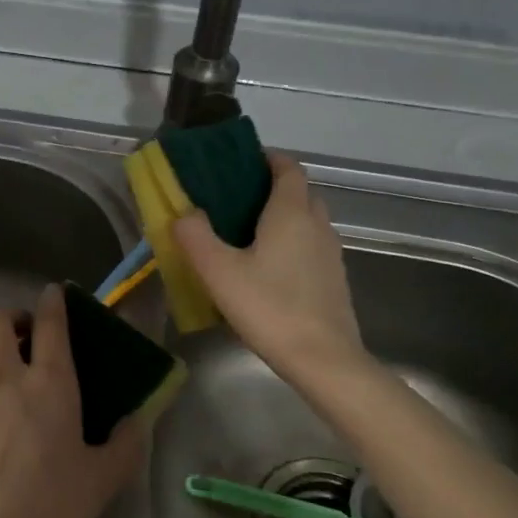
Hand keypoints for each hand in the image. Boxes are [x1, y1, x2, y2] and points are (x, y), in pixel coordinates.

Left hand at [0, 283, 143, 517]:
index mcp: (49, 382)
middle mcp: (3, 376)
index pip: (50, 322)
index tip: (54, 295)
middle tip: (22, 341)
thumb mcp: (103, 480)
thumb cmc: (51, 509)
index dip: (53, 301)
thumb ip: (125, 444)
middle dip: (10, 320)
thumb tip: (138, 420)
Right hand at [172, 151, 374, 391]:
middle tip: (236, 201)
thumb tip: (184, 213)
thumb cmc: (269, 307)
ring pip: (307, 221)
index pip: (288, 168)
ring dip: (283, 218)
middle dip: (272, 189)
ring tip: (247, 235)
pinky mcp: (334, 279)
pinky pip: (311, 247)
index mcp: (291, 213)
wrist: (323, 359)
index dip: (268, 159)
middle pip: (299, 192)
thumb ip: (195, 237)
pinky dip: (292, 244)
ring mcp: (330, 253)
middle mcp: (317, 225)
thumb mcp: (219, 272)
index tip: (241, 163)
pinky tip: (267, 269)